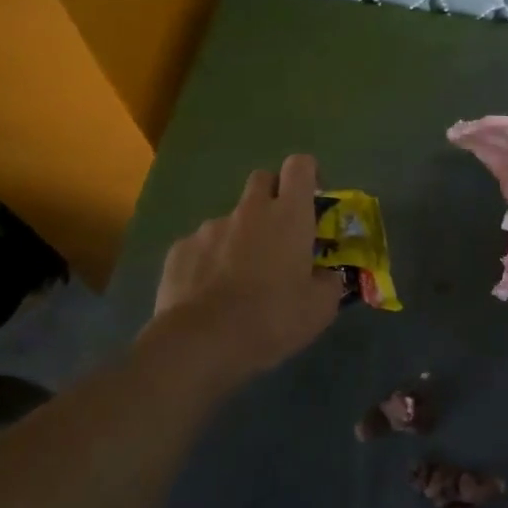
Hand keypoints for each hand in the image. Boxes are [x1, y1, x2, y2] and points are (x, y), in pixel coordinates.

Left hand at [146, 154, 341, 379]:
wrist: (202, 341)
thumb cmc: (272, 319)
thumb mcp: (320, 309)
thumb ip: (328, 282)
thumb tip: (325, 275)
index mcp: (288, 216)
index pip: (300, 166)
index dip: (308, 175)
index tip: (312, 199)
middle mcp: (249, 210)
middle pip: (262, 180)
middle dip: (272, 197)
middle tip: (278, 235)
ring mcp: (209, 227)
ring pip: (231, 219)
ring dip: (240, 236)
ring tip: (239, 278)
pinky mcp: (179, 249)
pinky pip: (201, 246)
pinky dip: (210, 261)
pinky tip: (210, 294)